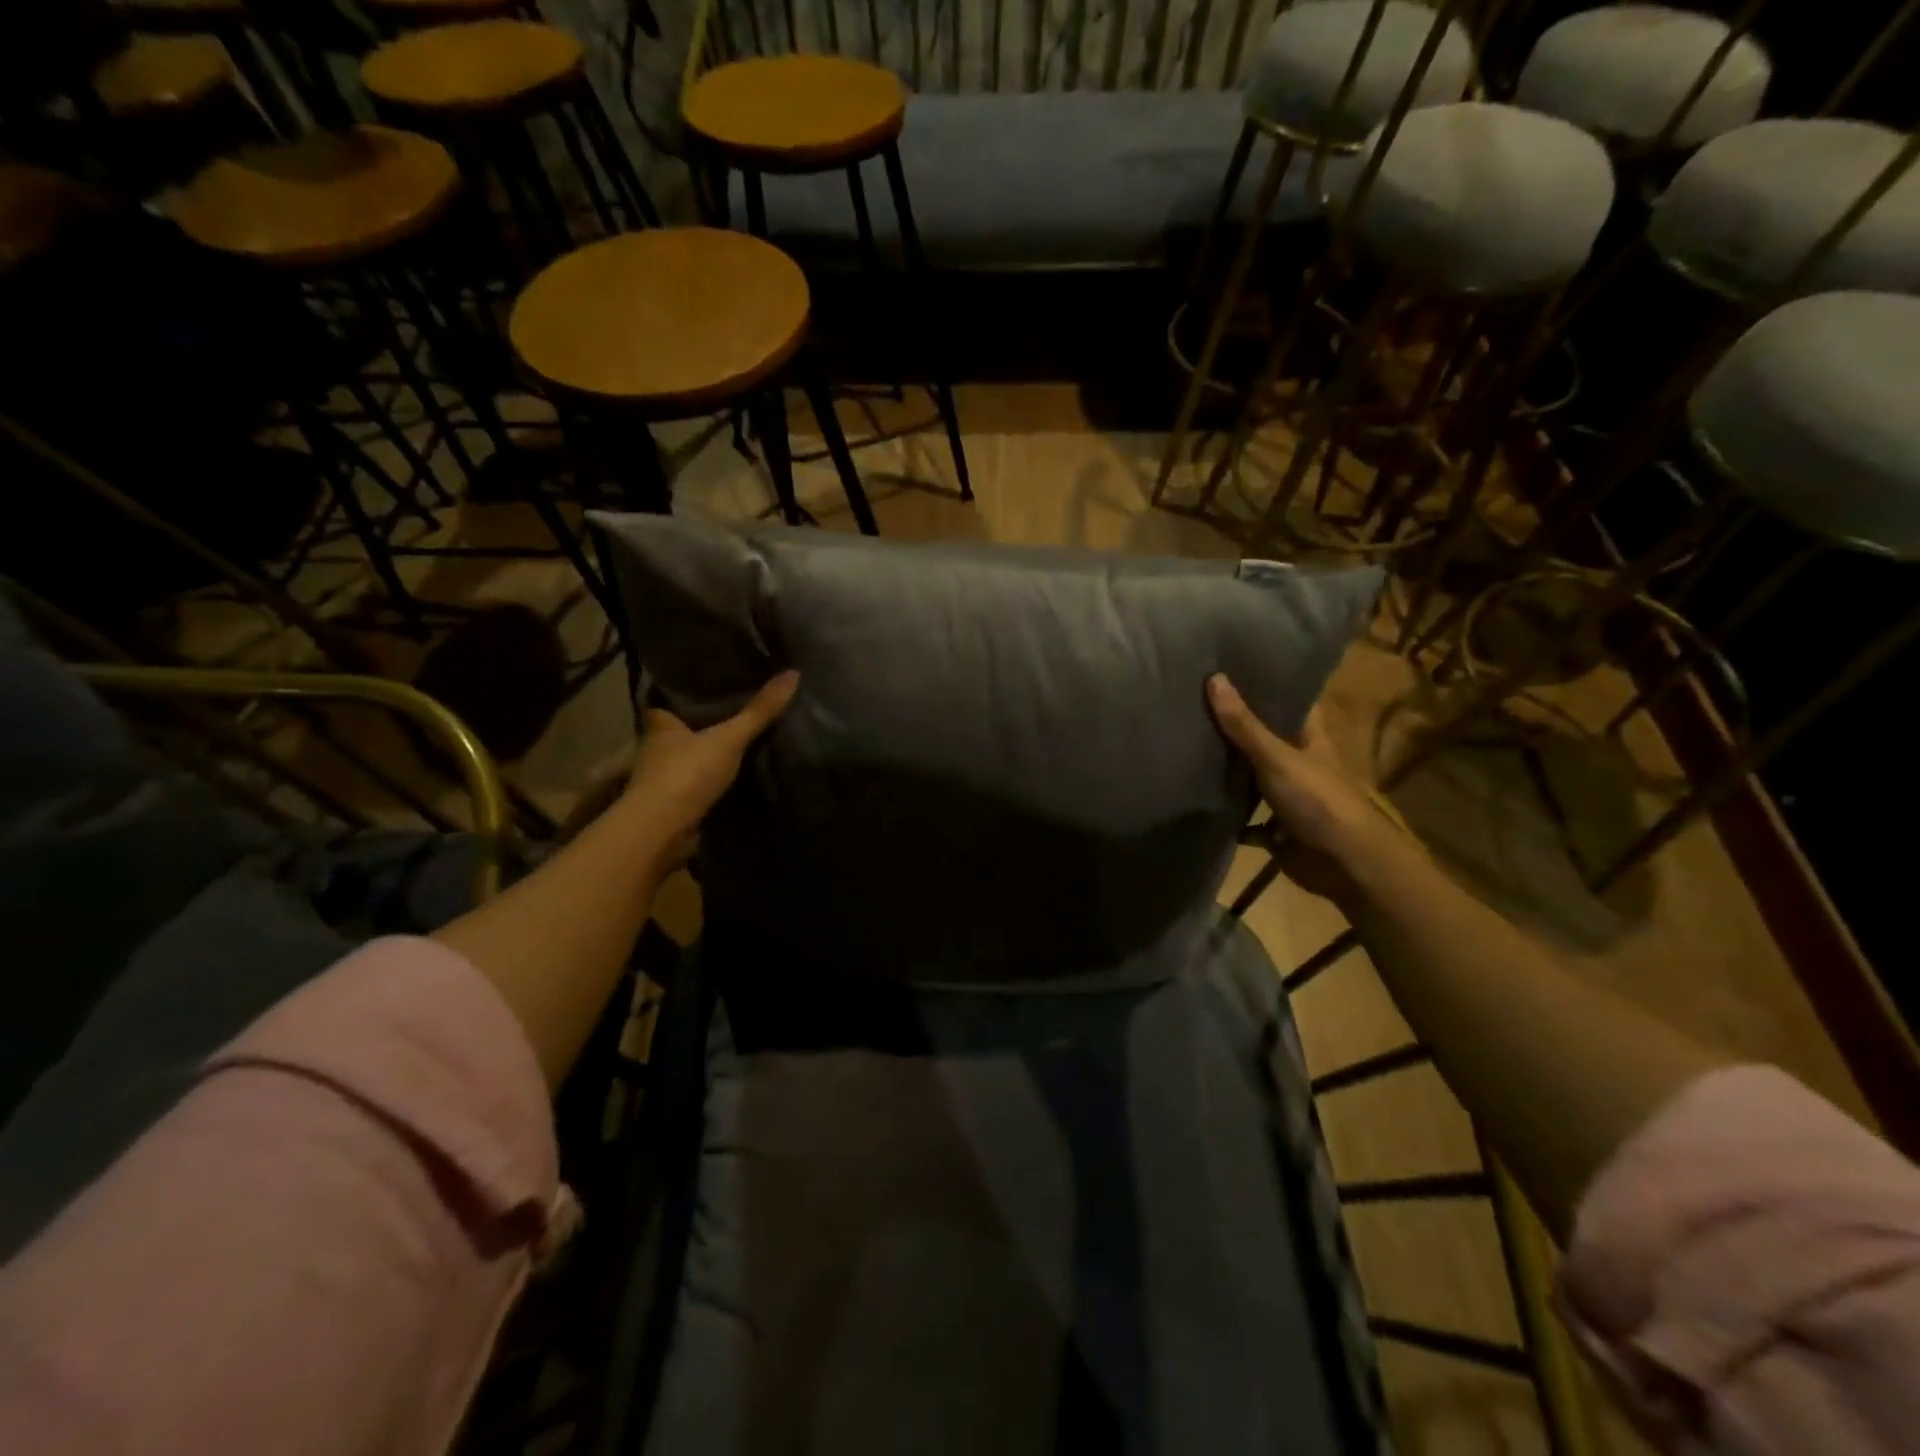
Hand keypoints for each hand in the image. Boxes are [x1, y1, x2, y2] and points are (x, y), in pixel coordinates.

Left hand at [623, 671, 799, 861]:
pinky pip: (699, 786)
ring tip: (745, 741)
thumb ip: (760, 710)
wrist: (662, 832)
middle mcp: (656, 749)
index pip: (670, 699)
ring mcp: (663, 780)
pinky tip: (738, 777)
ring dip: (709, 756)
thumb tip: (793, 673)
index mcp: (660, 724)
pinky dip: (714, 783)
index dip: (688, 692)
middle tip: (739, 710)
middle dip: (704, 725)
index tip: (714, 684)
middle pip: (682, 730)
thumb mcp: (730, 737)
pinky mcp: (674, 805)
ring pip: (690, 759)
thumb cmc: (687, 774)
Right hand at [1207, 673, 1408, 902]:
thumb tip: (1213, 677)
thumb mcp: (1276, 756)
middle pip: (1266, 738)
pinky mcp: (1278, 829)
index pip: (1290, 701)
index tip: (1232, 667)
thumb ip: (1243, 724)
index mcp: (1310, 738)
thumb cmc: (1317, 800)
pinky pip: (1247, 819)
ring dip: (1229, 771)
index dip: (1266, 683)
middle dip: (1237, 726)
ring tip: (1188, 745)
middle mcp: (1300, 763)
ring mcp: (1289, 797)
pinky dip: (1230, 815)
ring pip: (1254, 778)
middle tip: (1195, 703)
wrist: (1344, 864)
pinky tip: (1200, 803)